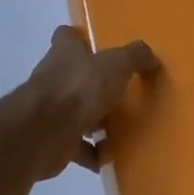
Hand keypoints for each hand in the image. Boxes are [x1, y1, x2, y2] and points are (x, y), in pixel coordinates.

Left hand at [19, 26, 160, 176]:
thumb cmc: (78, 88)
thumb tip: (150, 57)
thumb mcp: (115, 65)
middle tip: (123, 93)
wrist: (42, 132)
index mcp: (64, 53)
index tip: (100, 48)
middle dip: (95, 84)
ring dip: (95, 121)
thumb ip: (134, 57)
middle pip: (74, 75)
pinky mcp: (53, 139)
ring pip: (76, 111)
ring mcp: (50, 110)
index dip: (80, 39)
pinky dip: (92, 153)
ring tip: (123, 128)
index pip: (67, 37)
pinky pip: (77, 146)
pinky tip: (110, 157)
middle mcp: (54, 77)